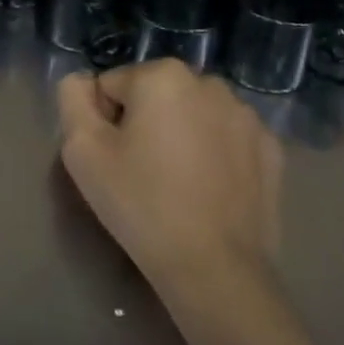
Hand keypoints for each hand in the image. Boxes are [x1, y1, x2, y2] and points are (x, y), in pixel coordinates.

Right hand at [57, 60, 282, 298]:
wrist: (215, 269)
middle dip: (144, 124)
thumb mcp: (82, 151)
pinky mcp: (271, 149)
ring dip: (180, 135)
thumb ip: (72, 99)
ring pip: (193, 115)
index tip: (112, 160)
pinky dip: (214, 154)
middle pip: (155, 96)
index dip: (103, 123)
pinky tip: (208, 191)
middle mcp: (209, 83)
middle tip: (141, 173)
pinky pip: (226, 139)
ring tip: (176, 185)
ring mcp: (247, 116)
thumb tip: (82, 81)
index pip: (112, 86)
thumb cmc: (141, 204)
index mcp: (162, 75)